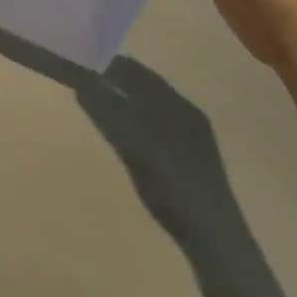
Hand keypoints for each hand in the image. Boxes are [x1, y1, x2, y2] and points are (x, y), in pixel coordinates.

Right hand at [74, 58, 239, 250]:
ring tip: (95, 97)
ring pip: (149, 107)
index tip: (83, 58)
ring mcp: (188, 138)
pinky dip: (133, 119)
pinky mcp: (186, 159)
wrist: (214, 238)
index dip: (112, 63)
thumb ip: (109, 116)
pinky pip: (153, 126)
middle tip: (82, 75)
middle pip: (145, 88)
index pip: (140, 73)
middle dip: (117, 79)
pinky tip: (120, 128)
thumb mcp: (136, 149)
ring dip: (124, 98)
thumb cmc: (175, 188)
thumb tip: (82, 86)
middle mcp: (186, 114)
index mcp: (180, 106)